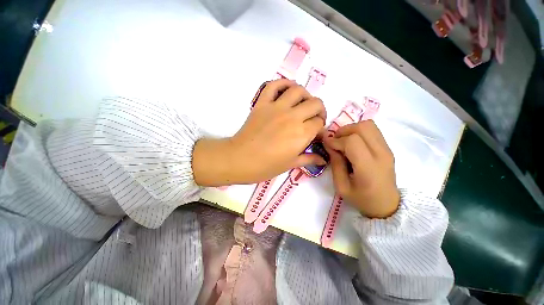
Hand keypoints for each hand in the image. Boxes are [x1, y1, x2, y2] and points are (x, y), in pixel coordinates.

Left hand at [193, 79, 326, 185]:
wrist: (240, 159)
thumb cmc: (266, 166)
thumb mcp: (291, 164)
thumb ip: (309, 159)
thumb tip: (323, 159)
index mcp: (301, 134)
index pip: (319, 123)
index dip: (320, 128)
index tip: (316, 134)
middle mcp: (293, 117)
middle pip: (315, 104)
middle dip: (319, 110)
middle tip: (314, 118)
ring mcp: (276, 107)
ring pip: (298, 90)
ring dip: (305, 95)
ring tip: (303, 104)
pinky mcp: (262, 103)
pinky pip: (273, 86)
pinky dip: (282, 84)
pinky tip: (287, 91)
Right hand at [323, 121, 399, 217]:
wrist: (387, 205)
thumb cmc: (362, 199)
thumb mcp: (341, 186)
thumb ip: (335, 164)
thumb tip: (329, 145)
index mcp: (369, 168)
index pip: (352, 141)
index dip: (336, 140)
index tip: (327, 144)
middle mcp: (381, 154)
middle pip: (362, 127)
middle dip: (344, 131)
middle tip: (335, 141)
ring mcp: (387, 149)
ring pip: (369, 125)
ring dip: (351, 129)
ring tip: (343, 141)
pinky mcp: (388, 148)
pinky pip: (372, 131)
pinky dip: (359, 132)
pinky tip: (352, 143)